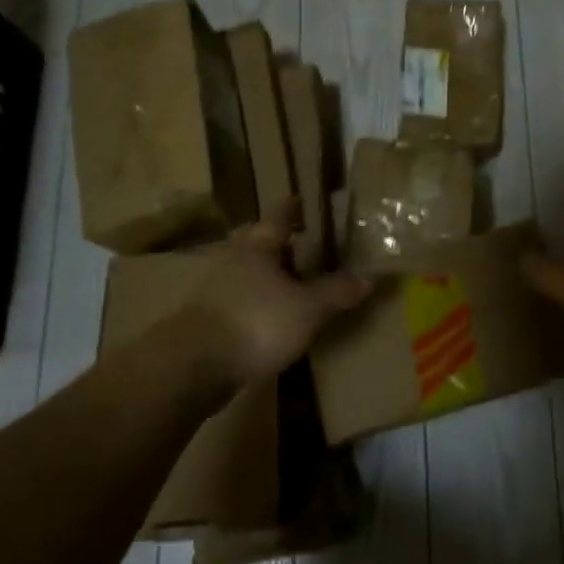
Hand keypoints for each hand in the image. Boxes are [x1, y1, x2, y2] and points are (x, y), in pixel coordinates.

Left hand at [187, 201, 370, 394]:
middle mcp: (234, 261)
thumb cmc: (256, 322)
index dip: (292, 207)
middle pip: (256, 243)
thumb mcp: (307, 308)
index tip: (301, 198)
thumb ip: (336, 292)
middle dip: (276, 242)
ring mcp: (216, 291)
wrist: (194, 365)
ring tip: (290, 282)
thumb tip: (370, 277)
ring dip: (266, 274)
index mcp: (258, 248)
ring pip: (246, 272)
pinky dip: (256, 303)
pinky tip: (270, 316)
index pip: (278, 217)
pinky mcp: (208, 320)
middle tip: (298, 241)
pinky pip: (239, 301)